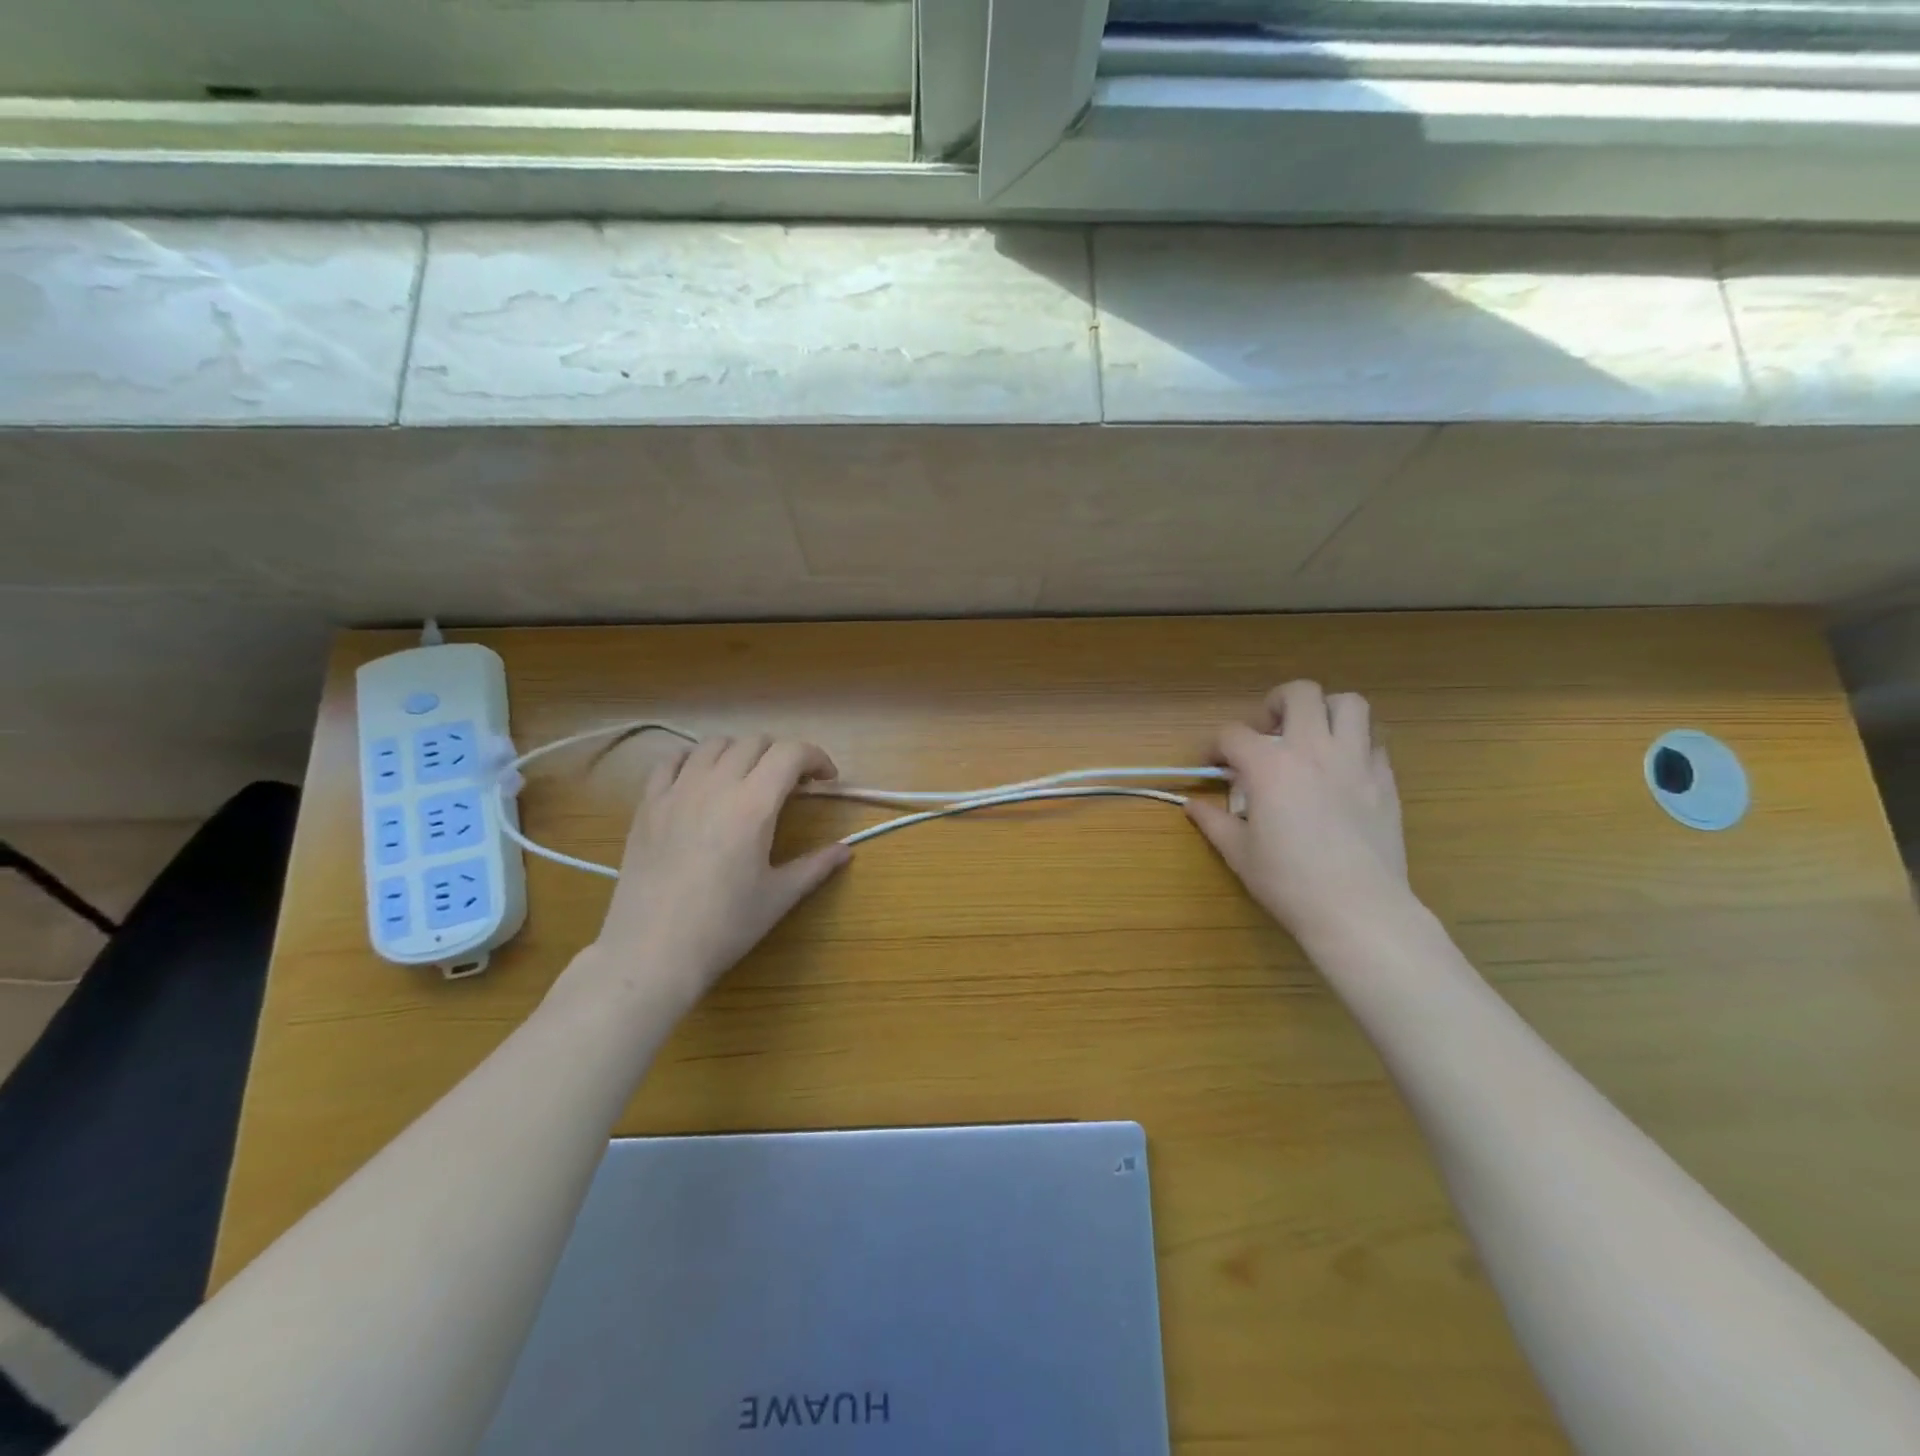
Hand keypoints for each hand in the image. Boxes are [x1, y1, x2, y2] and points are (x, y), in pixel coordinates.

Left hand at [584, 733, 849, 1013]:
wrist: (652, 952)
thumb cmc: (724, 927)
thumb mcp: (778, 897)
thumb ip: (815, 866)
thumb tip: (845, 850)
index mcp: (753, 805)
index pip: (791, 753)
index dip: (816, 757)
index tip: (826, 780)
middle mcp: (715, 785)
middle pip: (755, 742)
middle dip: (782, 755)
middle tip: (792, 784)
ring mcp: (676, 791)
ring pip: (714, 745)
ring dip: (741, 752)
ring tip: (748, 779)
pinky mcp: (647, 805)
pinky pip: (671, 761)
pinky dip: (694, 760)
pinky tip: (701, 781)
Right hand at [1186, 681, 1411, 949]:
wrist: (1358, 908)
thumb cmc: (1289, 881)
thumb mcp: (1239, 853)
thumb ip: (1214, 822)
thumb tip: (1194, 806)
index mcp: (1269, 765)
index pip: (1233, 734)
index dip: (1216, 746)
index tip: (1213, 765)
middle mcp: (1313, 749)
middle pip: (1299, 694)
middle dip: (1277, 703)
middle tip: (1268, 730)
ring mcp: (1355, 761)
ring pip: (1349, 704)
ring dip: (1326, 712)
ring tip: (1312, 737)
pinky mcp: (1385, 780)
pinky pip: (1373, 742)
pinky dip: (1354, 745)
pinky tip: (1342, 770)